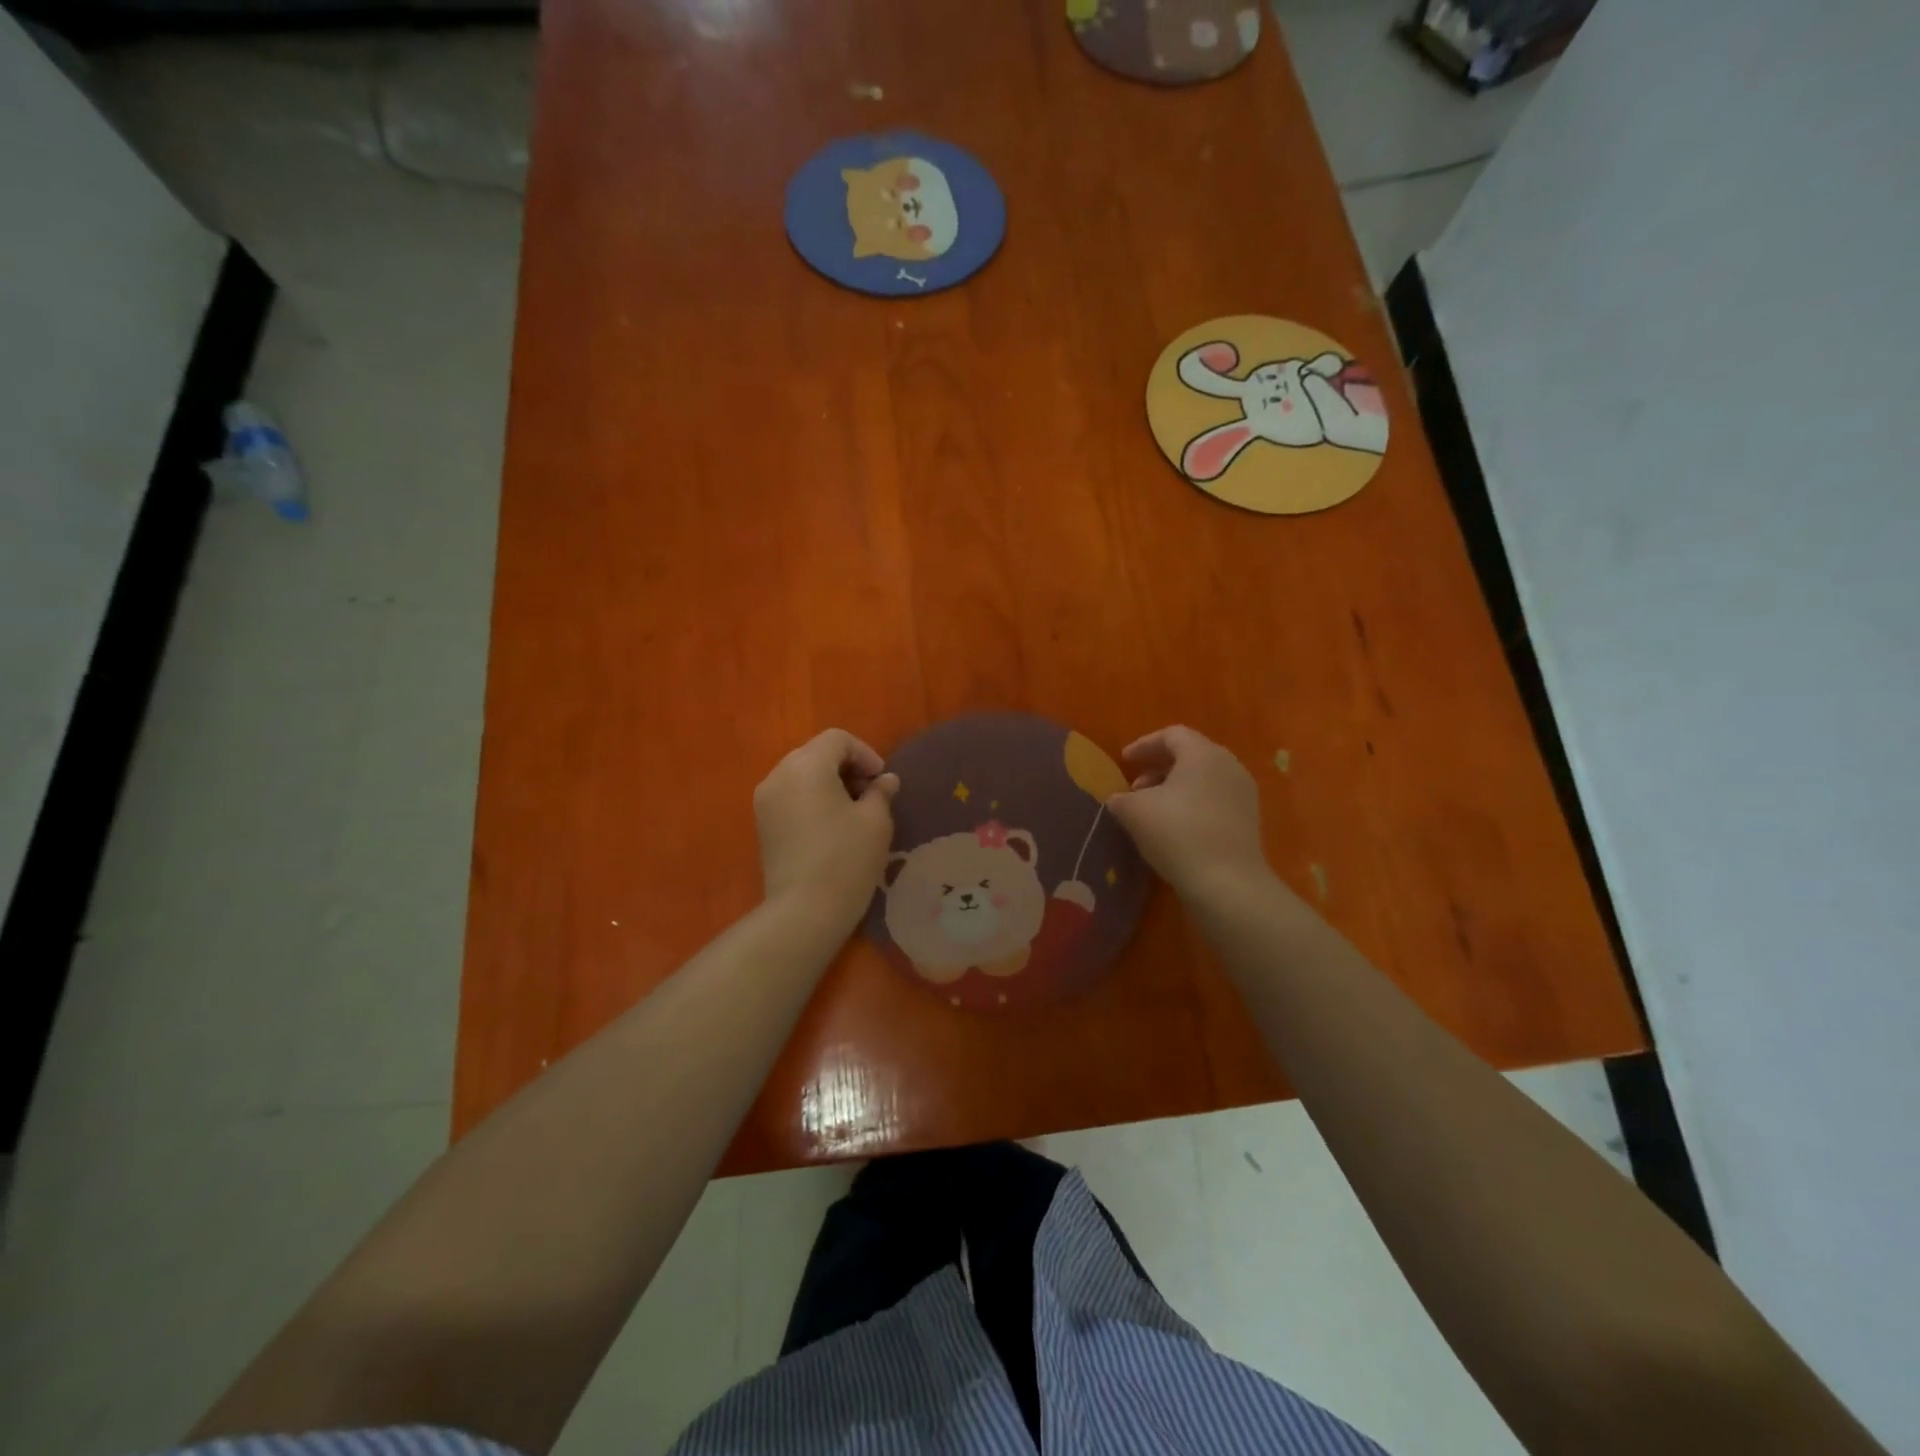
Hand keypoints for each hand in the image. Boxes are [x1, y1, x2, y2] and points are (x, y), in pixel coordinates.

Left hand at [754, 729, 899, 929]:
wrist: (803, 911)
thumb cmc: (846, 858)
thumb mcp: (875, 821)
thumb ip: (881, 792)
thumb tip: (885, 781)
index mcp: (806, 765)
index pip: (837, 739)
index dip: (866, 754)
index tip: (882, 782)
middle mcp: (778, 775)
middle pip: (816, 753)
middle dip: (847, 767)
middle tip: (871, 794)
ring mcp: (765, 801)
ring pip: (801, 775)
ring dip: (829, 783)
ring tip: (853, 812)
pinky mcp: (762, 825)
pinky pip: (790, 797)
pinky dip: (812, 800)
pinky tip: (831, 827)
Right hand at [1107, 726, 1268, 901]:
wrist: (1227, 882)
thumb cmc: (1177, 833)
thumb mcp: (1134, 812)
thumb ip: (1120, 798)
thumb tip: (1118, 799)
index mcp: (1202, 753)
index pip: (1171, 735)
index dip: (1144, 745)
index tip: (1124, 761)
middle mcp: (1228, 765)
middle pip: (1190, 755)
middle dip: (1159, 768)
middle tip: (1135, 788)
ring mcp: (1243, 793)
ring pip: (1203, 778)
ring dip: (1175, 788)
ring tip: (1152, 810)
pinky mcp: (1248, 819)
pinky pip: (1215, 800)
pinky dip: (1193, 804)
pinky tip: (1175, 828)